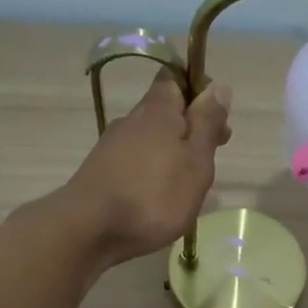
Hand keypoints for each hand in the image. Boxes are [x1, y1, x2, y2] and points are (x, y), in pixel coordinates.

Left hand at [63, 69, 231, 266]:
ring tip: (192, 184)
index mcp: (158, 110)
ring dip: (174, 153)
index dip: (199, 91)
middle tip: (212, 156)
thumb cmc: (153, 195)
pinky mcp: (102, 172)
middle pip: (165, 111)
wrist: (88, 229)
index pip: (176, 78)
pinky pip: (137, 162)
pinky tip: (163, 197)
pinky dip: (155, 171)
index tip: (218, 119)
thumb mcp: (195, 160)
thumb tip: (219, 86)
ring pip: (152, 139)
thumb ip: (207, 123)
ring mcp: (113, 146)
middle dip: (191, 128)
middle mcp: (132, 120)